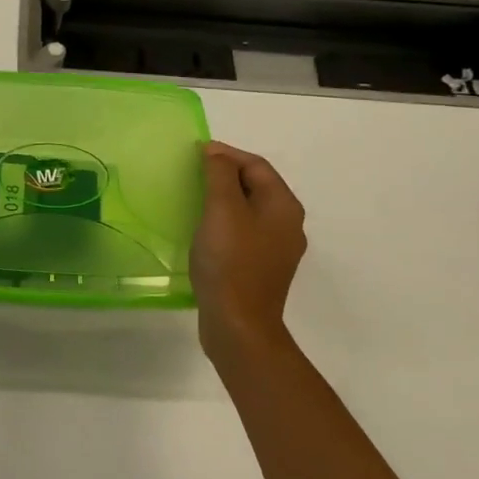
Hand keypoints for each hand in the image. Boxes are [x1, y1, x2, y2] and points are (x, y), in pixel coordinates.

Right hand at [192, 141, 308, 360]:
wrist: (238, 325)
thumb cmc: (230, 262)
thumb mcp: (222, 210)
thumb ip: (220, 175)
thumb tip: (216, 153)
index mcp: (284, 206)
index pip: (256, 165)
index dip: (226, 154)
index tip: (195, 153)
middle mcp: (287, 224)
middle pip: (256, 186)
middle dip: (225, 175)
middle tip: (191, 173)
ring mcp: (276, 249)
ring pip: (249, 210)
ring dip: (223, 198)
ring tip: (193, 197)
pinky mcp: (261, 268)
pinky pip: (243, 232)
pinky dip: (224, 222)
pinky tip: (203, 230)